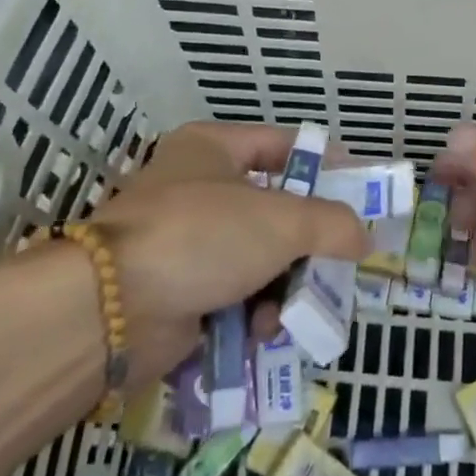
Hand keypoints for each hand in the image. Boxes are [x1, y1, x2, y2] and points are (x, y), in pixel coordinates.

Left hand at [85, 123, 369, 386]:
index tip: (360, 189)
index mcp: (212, 148)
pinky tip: (262, 332)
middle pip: (273, 210)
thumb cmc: (202, 236)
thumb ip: (333, 224)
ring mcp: (185, 242)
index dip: (323, 163)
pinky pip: (233, 296)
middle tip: (339, 262)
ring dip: (283, 287)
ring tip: (293, 310)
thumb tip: (363, 238)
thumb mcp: (283, 221)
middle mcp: (197, 188)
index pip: (281, 144)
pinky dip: (253, 313)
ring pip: (257, 258)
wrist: (112, 308)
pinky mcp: (178, 290)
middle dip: (307, 243)